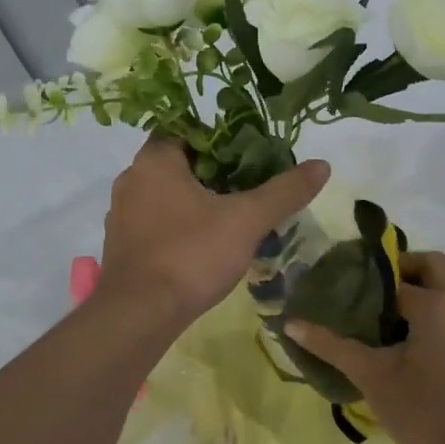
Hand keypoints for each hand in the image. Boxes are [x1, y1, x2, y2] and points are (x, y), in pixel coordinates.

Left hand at [99, 137, 329, 328]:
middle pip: (178, 162)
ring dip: (196, 199)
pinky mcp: (122, 245)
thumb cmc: (190, 254)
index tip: (249, 154)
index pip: (187, 128)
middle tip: (249, 185)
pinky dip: (179, 224)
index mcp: (155, 160)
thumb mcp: (246, 220)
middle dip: (213, 171)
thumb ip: (284, 191)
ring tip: (232, 215)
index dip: (220, 137)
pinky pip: (155, 221)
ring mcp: (122, 214)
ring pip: (166, 194)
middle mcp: (131, 178)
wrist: (138, 314)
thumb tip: (323, 165)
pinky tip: (204, 244)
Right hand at [286, 251, 444, 443]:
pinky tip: (408, 335)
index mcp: (437, 303)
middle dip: (402, 269)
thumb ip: (331, 345)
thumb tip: (290, 323)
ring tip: (384, 311)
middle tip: (369, 291)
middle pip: (432, 265)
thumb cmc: (421, 409)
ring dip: (421, 286)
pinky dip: (436, 305)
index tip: (344, 286)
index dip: (368, 278)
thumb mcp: (370, 375)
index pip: (396, 273)